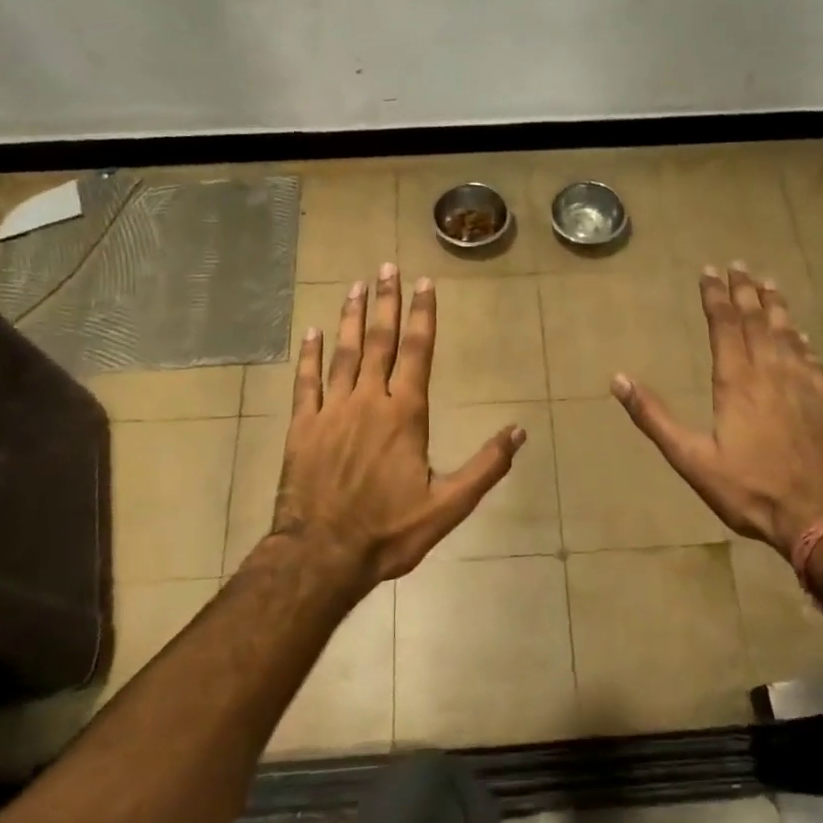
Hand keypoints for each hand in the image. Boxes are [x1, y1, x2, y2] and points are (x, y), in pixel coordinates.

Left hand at [273, 264, 524, 587]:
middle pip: (378, 341)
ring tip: (355, 286)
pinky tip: (310, 332)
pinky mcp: (302, 427)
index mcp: (405, 415)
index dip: (423, 316)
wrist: (322, 555)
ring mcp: (331, 411)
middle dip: (385, 303)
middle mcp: (368, 401)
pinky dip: (309, 355)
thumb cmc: (390, 531)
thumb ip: (486, 466)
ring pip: (342, 353)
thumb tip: (519, 430)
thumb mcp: (449, 506)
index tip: (424, 284)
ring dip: (349, 318)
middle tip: (386, 267)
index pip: (418, 352)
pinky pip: (306, 381)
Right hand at [613, 264, 822, 557]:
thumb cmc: (751, 488)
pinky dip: (802, 339)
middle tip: (739, 266)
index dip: (715, 296)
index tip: (709, 271)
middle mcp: (772, 371)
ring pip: (788, 333)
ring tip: (769, 284)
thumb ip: (655, 417)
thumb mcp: (692, 459)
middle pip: (758, 320)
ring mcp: (806, 383)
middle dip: (745, 290)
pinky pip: (812, 357)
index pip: (725, 325)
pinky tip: (801, 334)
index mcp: (737, 381)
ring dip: (776, 306)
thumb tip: (618, 379)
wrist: (822, 514)